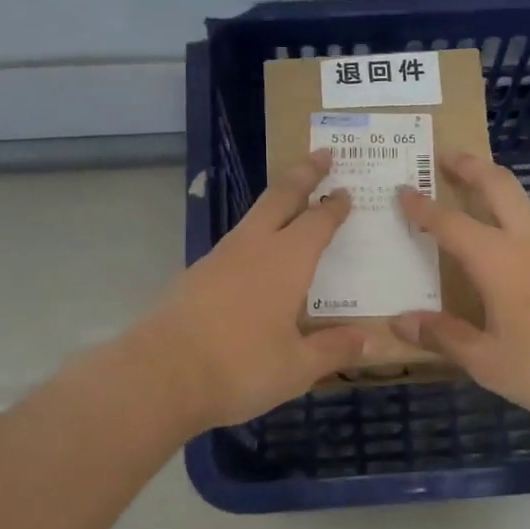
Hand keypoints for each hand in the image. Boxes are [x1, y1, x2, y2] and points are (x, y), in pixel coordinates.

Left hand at [135, 151, 370, 432]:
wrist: (160, 374)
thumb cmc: (240, 367)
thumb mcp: (296, 368)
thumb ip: (333, 350)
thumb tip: (369, 342)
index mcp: (286, 261)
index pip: (317, 222)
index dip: (334, 206)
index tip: (345, 191)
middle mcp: (253, 248)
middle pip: (281, 198)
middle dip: (303, 174)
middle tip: (322, 154)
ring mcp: (219, 258)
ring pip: (253, 217)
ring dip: (275, 201)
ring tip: (289, 201)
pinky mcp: (194, 276)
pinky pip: (234, 244)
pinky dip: (252, 236)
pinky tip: (253, 256)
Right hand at [391, 152, 529, 428]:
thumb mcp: (489, 362)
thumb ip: (444, 337)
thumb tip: (400, 323)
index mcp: (497, 260)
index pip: (450, 223)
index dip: (422, 207)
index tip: (402, 191)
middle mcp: (529, 242)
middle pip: (499, 185)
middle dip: (471, 166)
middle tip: (447, 156)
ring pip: (525, 207)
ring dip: (498, 193)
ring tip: (479, 204)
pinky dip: (519, 225)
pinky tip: (517, 255)